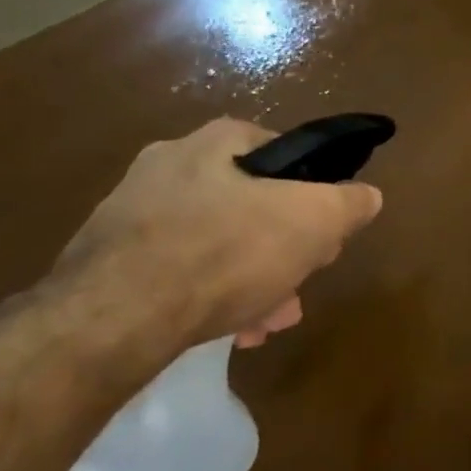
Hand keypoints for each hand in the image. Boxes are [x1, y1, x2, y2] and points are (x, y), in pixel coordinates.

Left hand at [57, 118, 382, 351]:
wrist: (112, 319)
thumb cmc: (227, 251)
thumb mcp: (316, 220)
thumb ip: (350, 202)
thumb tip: (366, 196)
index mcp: (216, 141)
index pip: (283, 153)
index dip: (314, 194)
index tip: (322, 235)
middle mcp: (168, 165)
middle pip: (251, 204)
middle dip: (282, 249)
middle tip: (297, 288)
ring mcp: (130, 213)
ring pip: (215, 242)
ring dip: (249, 279)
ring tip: (264, 322)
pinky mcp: (104, 260)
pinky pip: (175, 271)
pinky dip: (206, 295)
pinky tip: (225, 329)